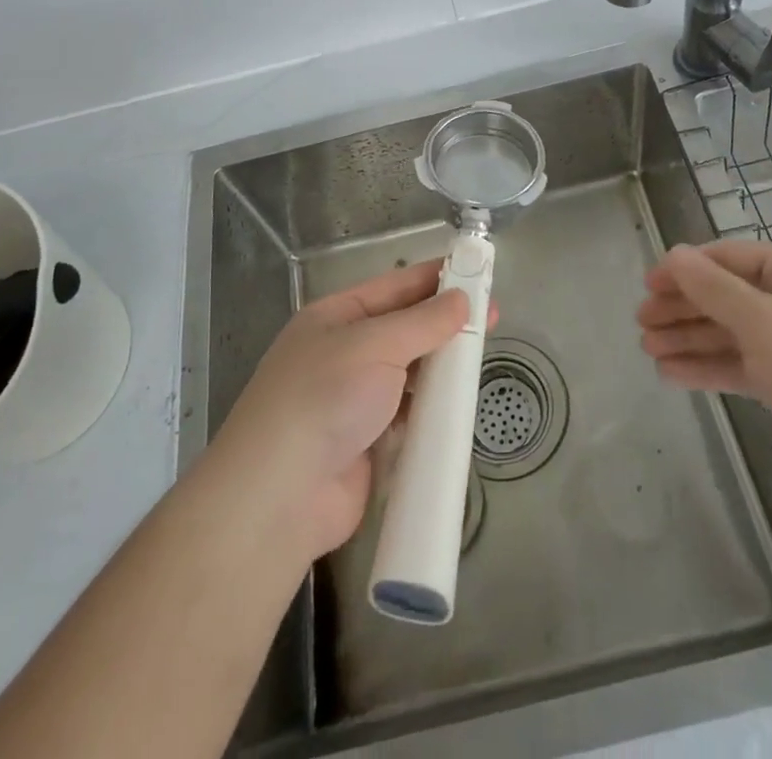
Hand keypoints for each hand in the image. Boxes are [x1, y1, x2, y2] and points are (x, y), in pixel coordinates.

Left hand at [207, 259, 481, 564]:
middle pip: (404, 330)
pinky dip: (431, 410)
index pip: (394, 287)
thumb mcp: (374, 345)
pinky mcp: (367, 443)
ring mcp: (354, 400)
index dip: (435, 279)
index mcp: (335, 317)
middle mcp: (344, 353)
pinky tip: (460, 406)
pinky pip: (408, 416)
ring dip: (441, 368)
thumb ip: (422, 322)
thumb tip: (460, 299)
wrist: (279, 497)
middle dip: (444, 324)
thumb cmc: (324, 398)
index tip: (477, 273)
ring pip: (408, 373)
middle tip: (492, 318)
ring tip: (481, 359)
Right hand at [637, 240, 771, 503]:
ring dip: (689, 338)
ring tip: (647, 348)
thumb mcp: (764, 323)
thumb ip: (714, 288)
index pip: (729, 258)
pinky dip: (707, 367)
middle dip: (682, 307)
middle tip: (641, 321)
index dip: (686, 268)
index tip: (649, 283)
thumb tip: (674, 254)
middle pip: (725, 296)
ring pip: (728, 333)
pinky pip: (739, 366)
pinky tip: (671, 374)